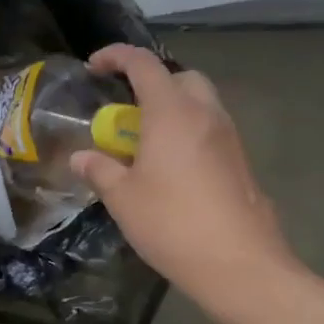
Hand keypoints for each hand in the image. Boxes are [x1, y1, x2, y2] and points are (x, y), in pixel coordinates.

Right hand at [71, 43, 297, 308]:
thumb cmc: (173, 224)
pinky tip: (173, 169)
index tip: (94, 67)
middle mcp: (204, 115)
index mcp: (171, 112)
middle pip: (180, 77)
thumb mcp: (122, 198)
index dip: (116, 56)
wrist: (241, 267)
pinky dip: (189, 133)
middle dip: (152, 81)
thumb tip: (81, 157)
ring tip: (147, 141)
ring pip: (201, 103)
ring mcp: (229, 138)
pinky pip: (212, 131)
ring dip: (173, 108)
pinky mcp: (242, 163)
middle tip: (128, 108)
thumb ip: (99, 169)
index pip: (143, 63)